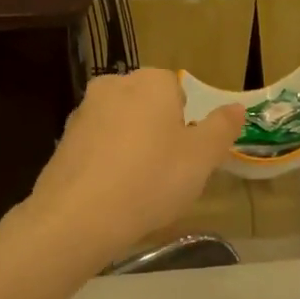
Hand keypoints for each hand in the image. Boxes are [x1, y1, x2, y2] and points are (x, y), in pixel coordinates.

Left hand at [19, 68, 242, 263]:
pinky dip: (107, 163)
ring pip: (120, 125)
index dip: (185, 122)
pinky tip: (112, 194)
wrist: (78, 216)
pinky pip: (97, 147)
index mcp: (150, 82)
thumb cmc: (152, 179)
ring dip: (131, 147)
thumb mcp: (202, 157)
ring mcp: (83, 113)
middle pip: (146, 105)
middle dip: (157, 130)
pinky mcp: (62, 142)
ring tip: (139, 187)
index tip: (187, 153)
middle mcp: (113, 86)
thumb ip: (222, 128)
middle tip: (167, 171)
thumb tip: (236, 107)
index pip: (176, 88)